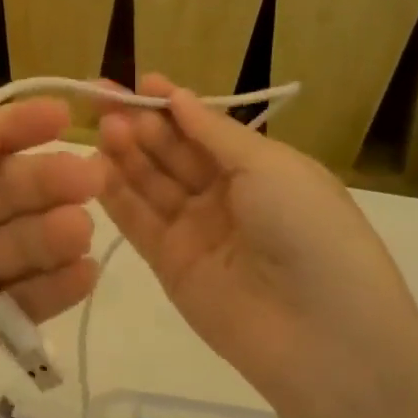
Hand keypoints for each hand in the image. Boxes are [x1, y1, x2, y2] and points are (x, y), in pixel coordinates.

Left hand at [0, 99, 103, 417]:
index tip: (60, 116)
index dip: (13, 128)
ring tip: (77, 229)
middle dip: (42, 180)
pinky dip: (54, 289)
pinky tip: (81, 275)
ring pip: (19, 244)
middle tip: (86, 178)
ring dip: (52, 232)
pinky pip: (22, 303)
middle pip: (2, 192)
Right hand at [97, 75, 417, 403]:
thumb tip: (177, 97)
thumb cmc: (309, 232)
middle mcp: (225, 195)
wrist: (325, 336)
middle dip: (142, 124)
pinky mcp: (170, 264)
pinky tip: (93, 168)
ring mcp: (195, 230)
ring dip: (126, 153)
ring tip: (102, 128)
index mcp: (259, 167)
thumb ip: (214, 133)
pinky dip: (115, 196)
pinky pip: (138, 222)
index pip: (204, 128)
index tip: (138, 81)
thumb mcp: (271, 167)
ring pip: (150, 183)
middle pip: (172, 152)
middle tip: (106, 101)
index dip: (172, 104)